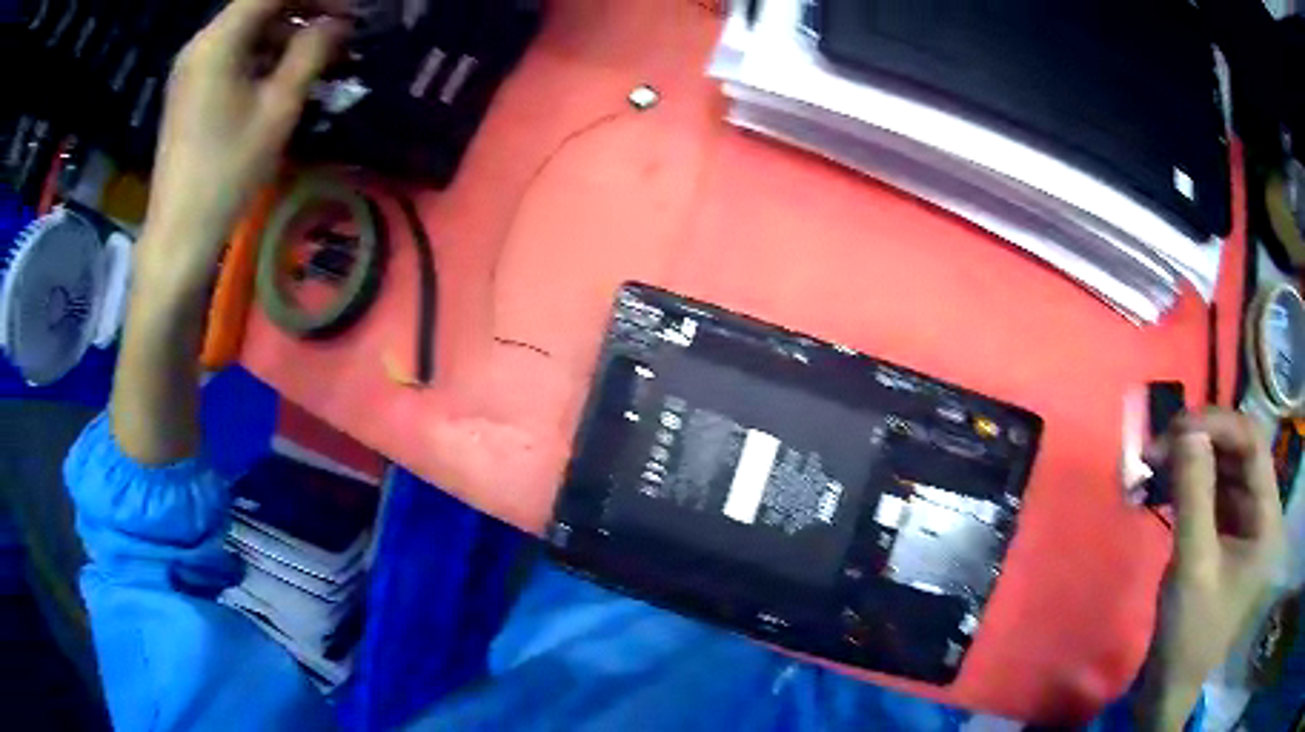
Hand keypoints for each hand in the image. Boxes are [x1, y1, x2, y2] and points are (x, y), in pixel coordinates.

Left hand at [138, 0, 344, 297]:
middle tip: (340, 30)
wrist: (178, 235)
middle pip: (259, 5)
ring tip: (319, 54)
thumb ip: (311, 52)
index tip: (349, 10)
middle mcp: (201, 44)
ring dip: (285, 32)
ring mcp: (192, 67)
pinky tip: (285, 73)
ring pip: (248, 28)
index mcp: (219, 40)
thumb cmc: (227, 172)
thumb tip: (338, 22)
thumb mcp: (278, 108)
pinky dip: (263, 53)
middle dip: (304, 9)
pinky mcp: (190, 89)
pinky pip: (233, 52)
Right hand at [1137, 410, 1284, 729]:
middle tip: (1158, 444)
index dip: (1221, 425)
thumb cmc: (1189, 633)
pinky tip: (1159, 485)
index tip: (1179, 425)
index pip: (1253, 446)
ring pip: (1220, 470)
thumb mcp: (1193, 566)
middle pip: (1237, 454)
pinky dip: (1184, 484)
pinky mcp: (1222, 534)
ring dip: (1188, 461)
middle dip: (1200, 443)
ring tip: (1152, 463)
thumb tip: (1186, 430)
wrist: (1169, 685)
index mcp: (1266, 518)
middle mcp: (1259, 511)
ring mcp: (1241, 523)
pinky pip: (1208, 493)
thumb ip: (1194, 496)